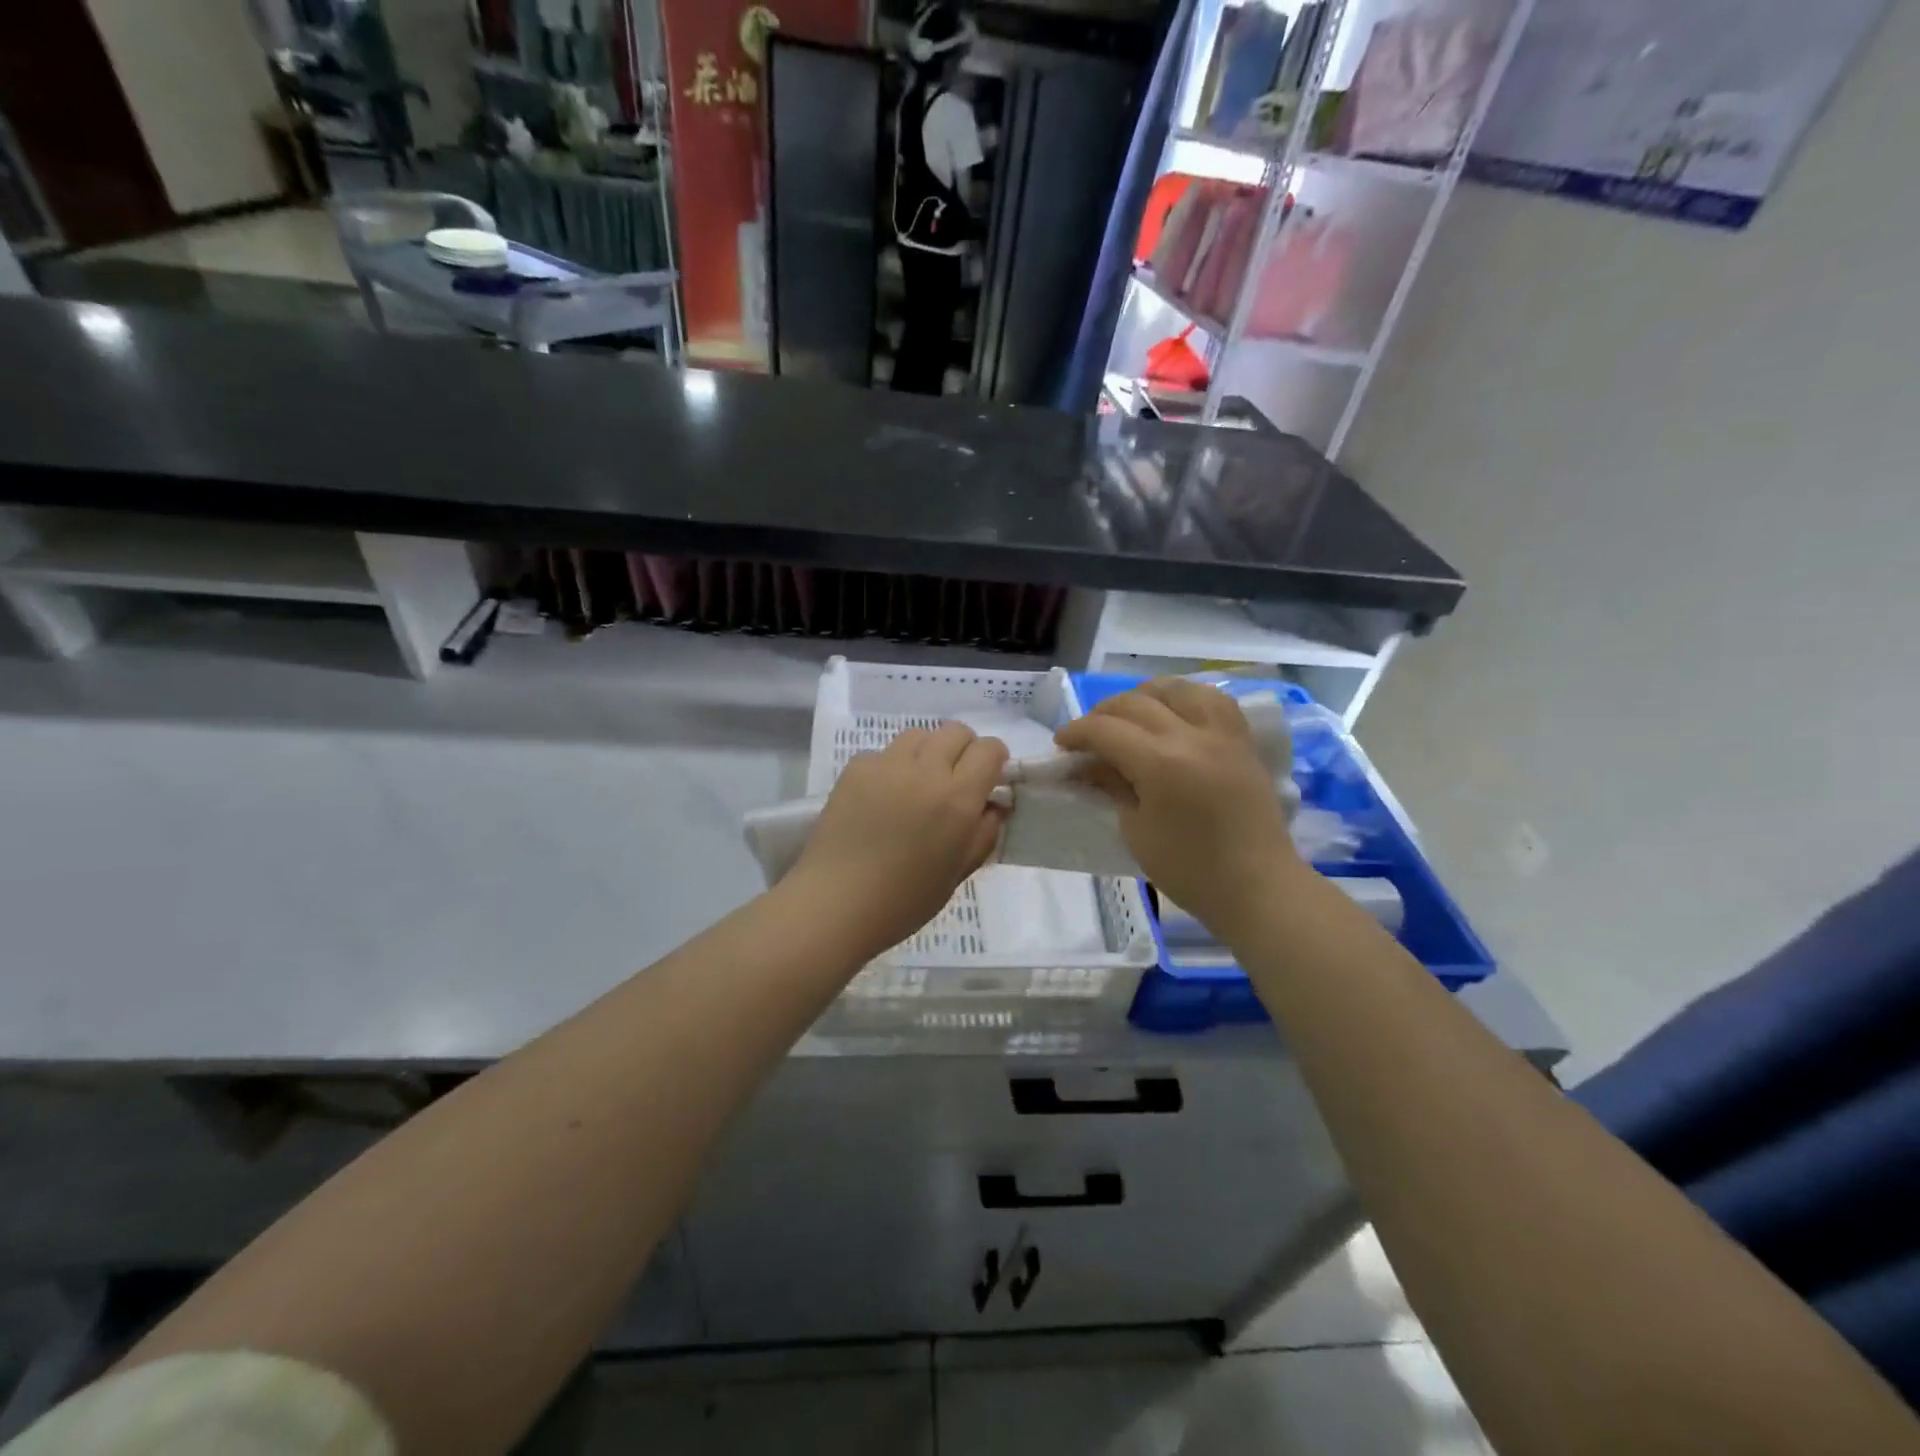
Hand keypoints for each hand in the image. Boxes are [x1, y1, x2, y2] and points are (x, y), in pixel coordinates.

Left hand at [789, 722, 1008, 959]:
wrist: (836, 903)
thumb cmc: (905, 900)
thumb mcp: (958, 873)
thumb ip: (983, 834)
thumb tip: (993, 806)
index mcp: (957, 799)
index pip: (989, 749)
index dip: (995, 758)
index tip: (989, 778)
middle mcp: (925, 771)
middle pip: (956, 730)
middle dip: (964, 748)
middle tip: (956, 778)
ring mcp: (887, 765)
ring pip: (919, 735)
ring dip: (928, 751)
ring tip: (918, 782)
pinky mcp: (855, 768)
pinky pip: (883, 753)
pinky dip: (891, 766)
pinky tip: (882, 796)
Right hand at [1054, 680, 1301, 938]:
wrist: (1258, 887)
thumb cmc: (1190, 871)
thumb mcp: (1136, 831)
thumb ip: (1113, 786)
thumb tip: (1089, 763)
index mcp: (1161, 763)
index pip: (1106, 730)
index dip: (1076, 732)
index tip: (1061, 743)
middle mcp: (1192, 736)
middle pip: (1136, 703)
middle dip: (1103, 713)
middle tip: (1088, 736)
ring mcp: (1222, 734)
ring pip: (1177, 688)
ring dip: (1145, 695)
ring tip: (1131, 716)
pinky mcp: (1242, 741)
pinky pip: (1213, 700)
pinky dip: (1186, 698)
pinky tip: (1174, 713)